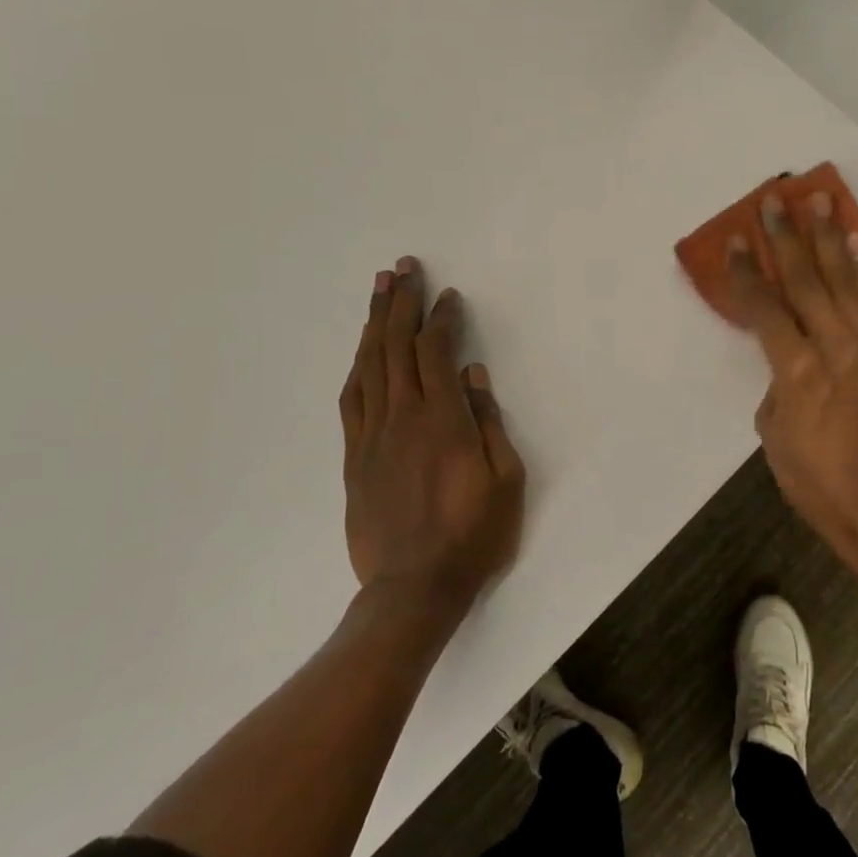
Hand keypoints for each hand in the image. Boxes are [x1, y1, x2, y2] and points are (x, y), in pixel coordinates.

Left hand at [341, 257, 525, 618]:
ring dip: (374, 323)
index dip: (441, 318)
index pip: (436, 352)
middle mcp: (403, 417)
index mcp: (443, 420)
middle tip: (403, 268)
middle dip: (400, 303)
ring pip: (369, 366)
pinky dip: (357, 367)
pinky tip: (362, 350)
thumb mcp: (505, 479)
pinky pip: (351, 400)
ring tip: (379, 290)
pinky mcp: (354, 457)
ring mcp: (372, 436)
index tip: (448, 296)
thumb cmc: (473, 534)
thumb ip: (488, 421)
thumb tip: (473, 373)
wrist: (414, 588)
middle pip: (396, 346)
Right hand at [729, 192, 857, 581]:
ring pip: (844, 280)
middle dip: (787, 237)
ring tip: (820, 199)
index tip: (737, 238)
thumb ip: (777, 390)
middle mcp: (836, 347)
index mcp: (798, 372)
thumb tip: (788, 365)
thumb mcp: (775, 440)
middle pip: (806, 280)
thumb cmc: (819, 484)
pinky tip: (857, 242)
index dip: (748, 272)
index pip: (765, 308)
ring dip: (829, 237)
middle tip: (774, 199)